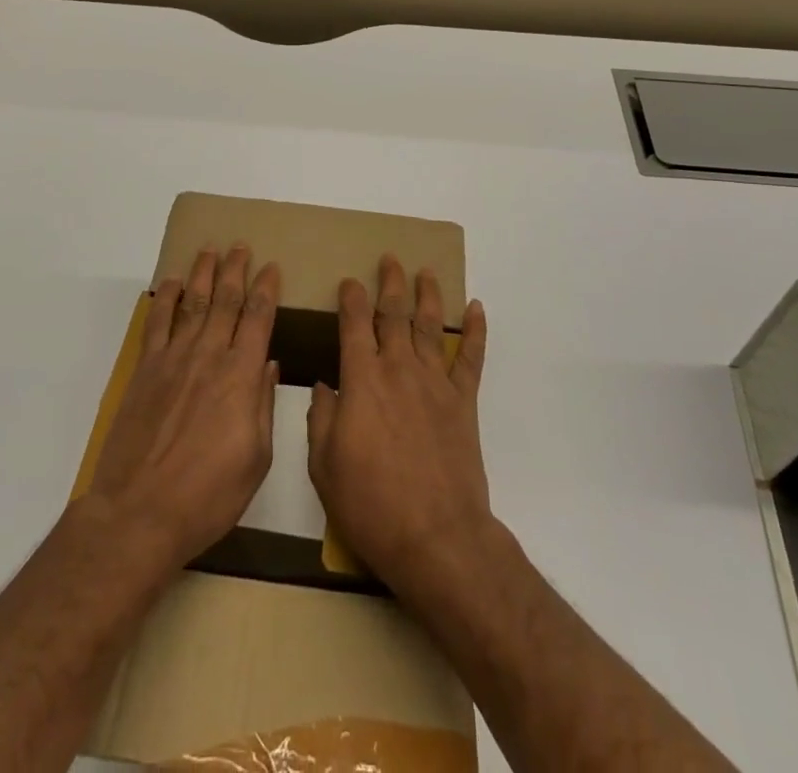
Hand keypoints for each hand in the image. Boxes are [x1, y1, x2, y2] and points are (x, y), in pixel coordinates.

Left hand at [88, 245, 281, 569]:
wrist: (139, 513)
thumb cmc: (207, 495)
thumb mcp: (256, 460)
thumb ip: (262, 406)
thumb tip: (266, 363)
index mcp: (241, 377)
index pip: (258, 319)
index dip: (266, 289)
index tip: (272, 267)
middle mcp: (209, 357)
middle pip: (225, 301)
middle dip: (236, 270)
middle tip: (241, 246)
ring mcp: (174, 360)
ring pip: (192, 303)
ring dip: (203, 274)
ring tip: (210, 250)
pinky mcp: (146, 371)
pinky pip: (157, 324)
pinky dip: (165, 299)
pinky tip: (171, 283)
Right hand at [306, 255, 490, 596]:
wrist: (436, 537)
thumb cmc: (371, 504)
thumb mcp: (324, 465)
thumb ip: (320, 419)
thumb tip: (323, 386)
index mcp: (362, 380)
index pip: (354, 325)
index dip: (351, 299)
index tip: (349, 281)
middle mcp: (398, 370)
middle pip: (394, 314)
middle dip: (390, 283)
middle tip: (390, 259)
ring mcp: (435, 383)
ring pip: (430, 326)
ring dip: (428, 295)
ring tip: (426, 271)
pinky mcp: (464, 402)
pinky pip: (472, 358)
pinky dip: (476, 331)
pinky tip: (476, 309)